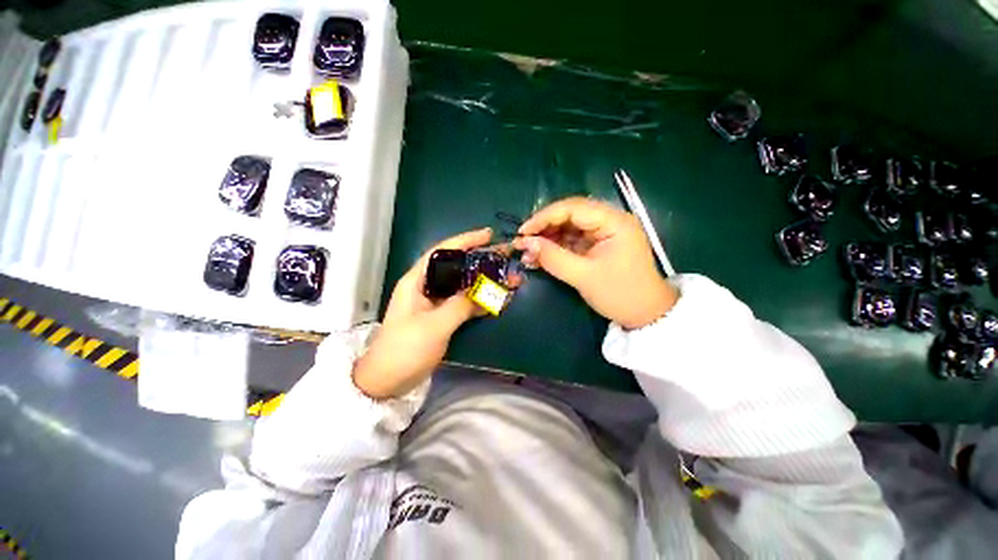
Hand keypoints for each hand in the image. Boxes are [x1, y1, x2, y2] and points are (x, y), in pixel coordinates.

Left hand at [353, 228, 492, 399]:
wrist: (387, 380)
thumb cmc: (405, 349)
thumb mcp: (434, 325)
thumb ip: (461, 305)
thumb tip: (485, 291)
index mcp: (417, 281)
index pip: (442, 251)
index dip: (465, 240)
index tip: (488, 235)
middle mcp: (426, 287)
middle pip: (456, 266)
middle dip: (480, 259)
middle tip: (503, 256)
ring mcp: (435, 303)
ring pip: (462, 284)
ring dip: (483, 281)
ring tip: (506, 277)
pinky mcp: (441, 317)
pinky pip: (464, 302)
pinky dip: (480, 299)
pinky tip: (496, 298)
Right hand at [513, 197, 677, 329]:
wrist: (645, 314)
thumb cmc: (620, 294)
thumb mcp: (584, 276)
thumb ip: (553, 258)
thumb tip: (525, 243)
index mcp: (613, 221)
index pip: (572, 208)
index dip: (544, 217)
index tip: (523, 231)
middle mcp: (609, 220)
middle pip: (569, 214)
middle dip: (544, 227)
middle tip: (523, 241)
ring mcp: (603, 232)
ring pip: (568, 227)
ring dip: (547, 239)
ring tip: (528, 252)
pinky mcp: (597, 244)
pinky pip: (572, 240)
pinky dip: (555, 248)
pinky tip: (539, 257)